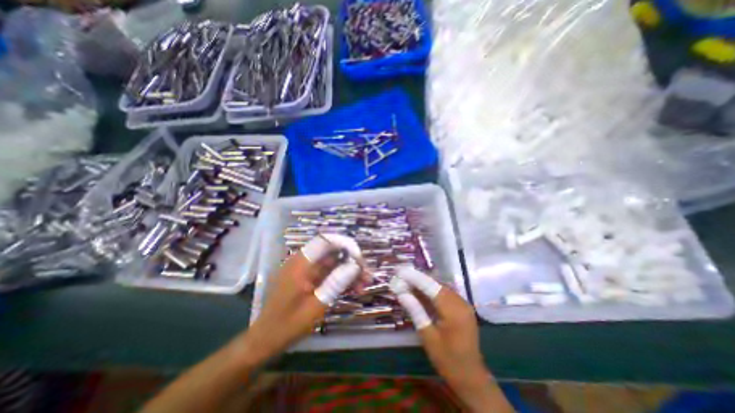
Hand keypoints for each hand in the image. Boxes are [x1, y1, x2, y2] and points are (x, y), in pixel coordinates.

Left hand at [243, 235, 365, 365]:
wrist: (265, 340)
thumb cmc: (288, 325)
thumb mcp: (316, 305)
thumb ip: (336, 283)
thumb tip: (355, 265)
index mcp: (301, 263)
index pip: (326, 241)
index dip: (345, 244)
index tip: (360, 258)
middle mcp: (304, 261)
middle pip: (332, 252)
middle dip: (351, 261)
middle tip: (367, 276)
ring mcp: (307, 270)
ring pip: (333, 263)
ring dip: (349, 272)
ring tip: (363, 285)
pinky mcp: (309, 279)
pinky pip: (329, 273)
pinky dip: (341, 279)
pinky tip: (354, 288)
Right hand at [390, 266, 512, 410]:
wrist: (471, 377)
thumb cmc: (447, 360)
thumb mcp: (427, 336)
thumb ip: (415, 310)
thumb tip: (401, 292)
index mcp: (453, 310)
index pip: (431, 286)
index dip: (414, 277)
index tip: (400, 270)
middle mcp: (460, 302)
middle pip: (436, 284)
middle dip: (418, 278)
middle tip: (401, 275)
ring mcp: (463, 304)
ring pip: (440, 286)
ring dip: (424, 283)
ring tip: (407, 281)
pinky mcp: (462, 307)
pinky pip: (445, 293)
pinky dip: (431, 290)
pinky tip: (420, 291)